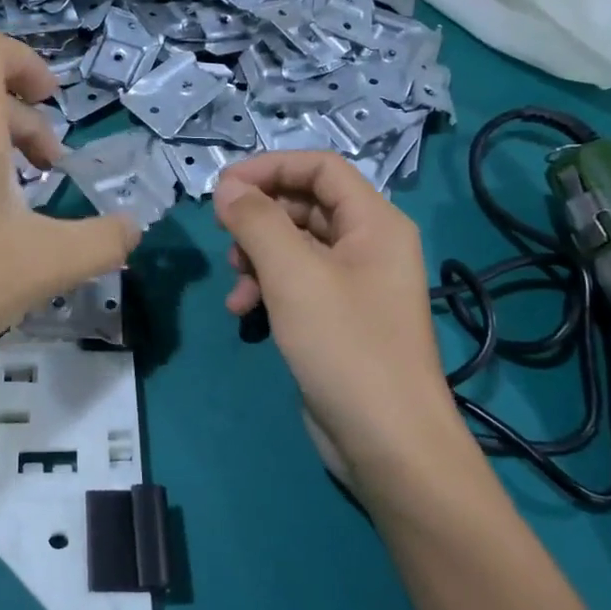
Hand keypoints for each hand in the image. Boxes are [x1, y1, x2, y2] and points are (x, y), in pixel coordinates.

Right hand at [213, 153, 469, 495]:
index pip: (320, 167)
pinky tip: (243, 312)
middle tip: (224, 237)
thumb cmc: (345, 345)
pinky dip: (267, 288)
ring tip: (236, 285)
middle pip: (306, 205)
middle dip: (260, 218)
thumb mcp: (293, 274)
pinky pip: (297, 284)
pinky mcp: (338, 319)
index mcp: (374, 222)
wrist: (387, 441)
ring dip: (258, 257)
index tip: (223, 187)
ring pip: (295, 247)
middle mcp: (369, 245)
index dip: (270, 168)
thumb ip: (256, 221)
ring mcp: (354, 284)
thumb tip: (227, 187)